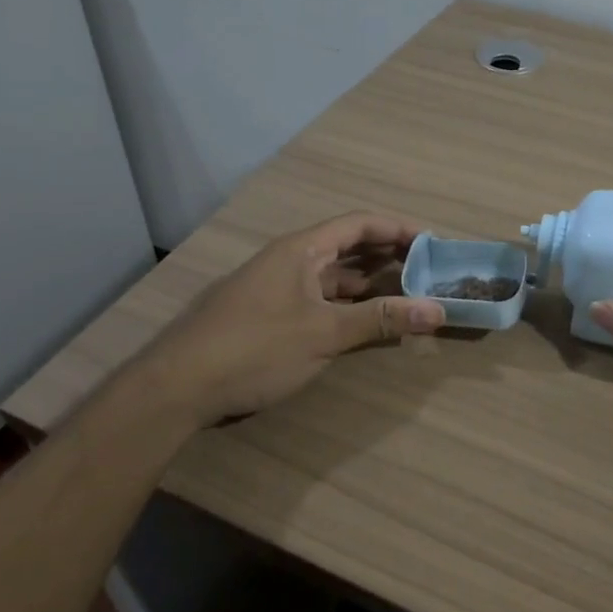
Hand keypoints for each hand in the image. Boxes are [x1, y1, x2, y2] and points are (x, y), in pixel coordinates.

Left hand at [147, 213, 445, 424]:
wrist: (175, 387)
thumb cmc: (254, 348)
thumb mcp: (324, 334)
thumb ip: (381, 319)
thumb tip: (437, 309)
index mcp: (301, 249)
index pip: (359, 223)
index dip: (398, 228)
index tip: (433, 242)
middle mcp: (288, 260)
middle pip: (347, 247)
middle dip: (388, 256)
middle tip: (427, 272)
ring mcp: (274, 287)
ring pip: (331, 276)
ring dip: (368, 284)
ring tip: (405, 296)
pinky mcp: (266, 314)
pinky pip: (317, 298)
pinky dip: (345, 305)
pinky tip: (362, 322)